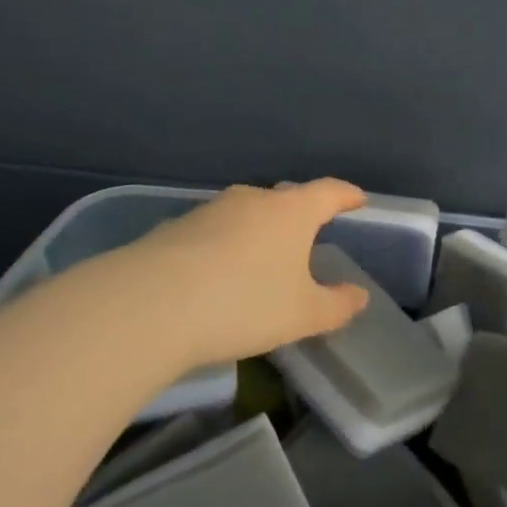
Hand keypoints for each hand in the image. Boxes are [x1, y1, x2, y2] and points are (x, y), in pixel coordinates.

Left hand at [40, 179, 371, 372]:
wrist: (148, 306)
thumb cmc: (243, 303)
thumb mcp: (301, 315)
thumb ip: (336, 305)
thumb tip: (358, 296)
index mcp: (291, 211)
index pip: (328, 191)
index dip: (346, 195)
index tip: (357, 199)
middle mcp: (252, 200)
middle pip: (285, 199)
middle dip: (300, 214)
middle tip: (309, 234)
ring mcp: (210, 210)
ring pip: (246, 214)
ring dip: (258, 231)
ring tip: (262, 259)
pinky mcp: (175, 228)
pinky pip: (213, 232)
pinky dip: (224, 247)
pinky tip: (217, 275)